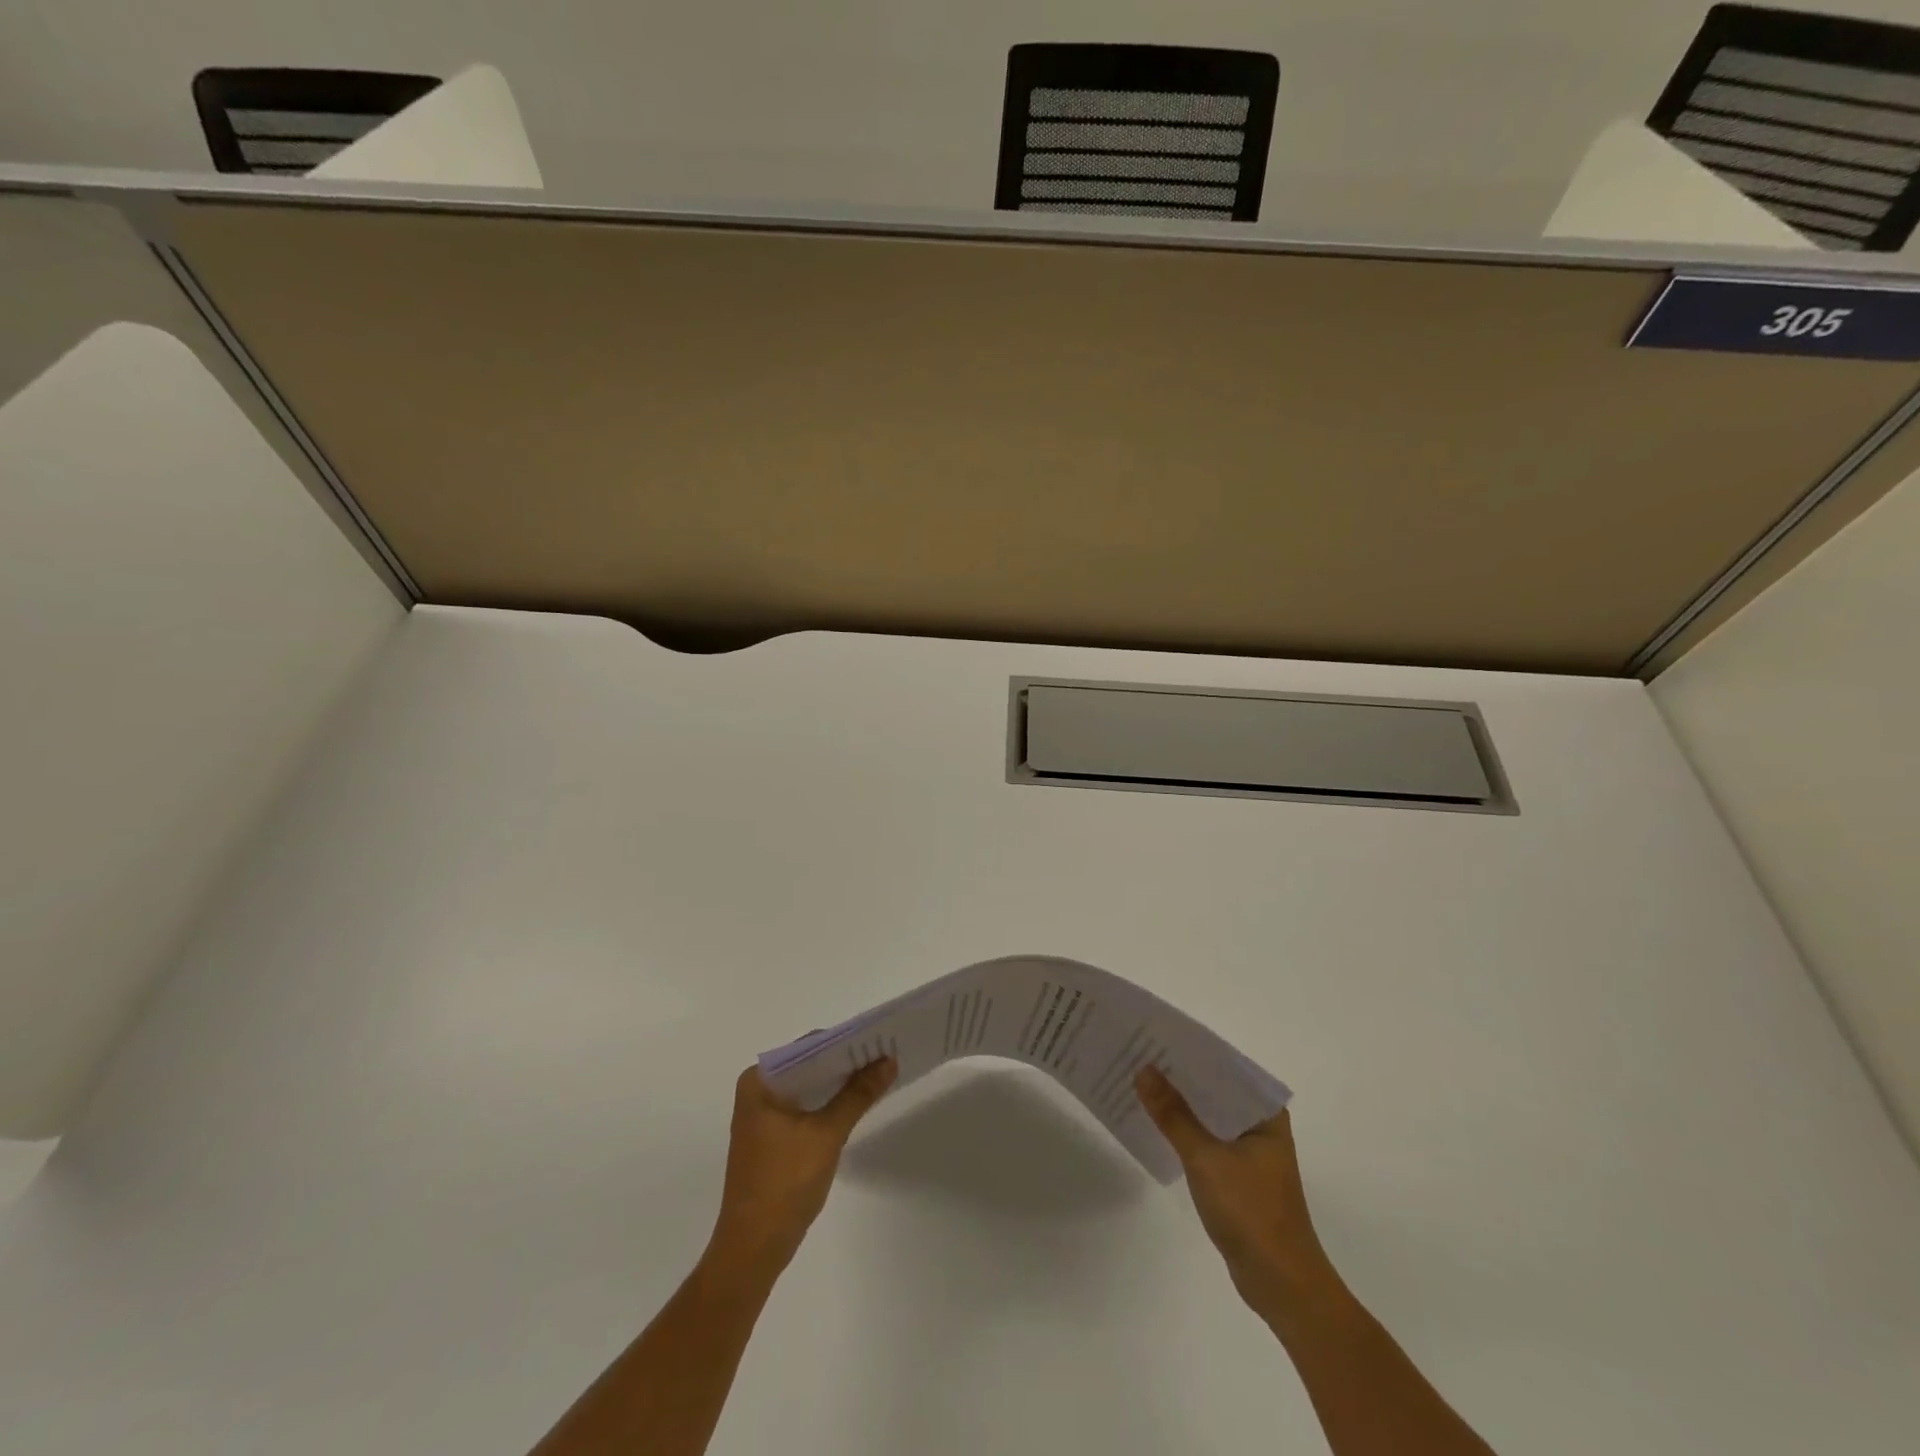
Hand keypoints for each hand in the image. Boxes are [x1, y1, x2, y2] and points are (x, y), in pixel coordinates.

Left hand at [705, 1059, 895, 1280]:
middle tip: (885, 1053)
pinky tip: (857, 1102)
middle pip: (809, 1065)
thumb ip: (858, 1094)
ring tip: (878, 1073)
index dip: (844, 1042)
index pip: (808, 1046)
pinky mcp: (772, 1137)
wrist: (754, 1249)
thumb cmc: (784, 1184)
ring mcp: (763, 1115)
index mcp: (759, 1081)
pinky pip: (805, 1106)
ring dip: (839, 1083)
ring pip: (809, 1087)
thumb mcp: (827, 1134)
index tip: (878, 1038)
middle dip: (845, 1062)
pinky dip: (829, 1103)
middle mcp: (757, 1090)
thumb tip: (888, 1060)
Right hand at [1136, 1066, 1341, 1327]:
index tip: (1155, 1034)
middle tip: (1138, 1052)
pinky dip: (1184, 1128)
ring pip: (1208, 1114)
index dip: (1190, 1050)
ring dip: (1179, 1102)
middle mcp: (1260, 1124)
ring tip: (1139, 1079)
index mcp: (1265, 1113)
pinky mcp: (1237, 1173)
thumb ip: (1174, 1115)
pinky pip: (1206, 1137)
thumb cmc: (1251, 1213)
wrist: (1282, 1285)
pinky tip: (1155, 1121)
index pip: (1225, 1066)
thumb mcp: (1206, 1159)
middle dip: (1179, 1074)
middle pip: (1214, 1088)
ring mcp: (1249, 1150)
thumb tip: (1143, 1070)